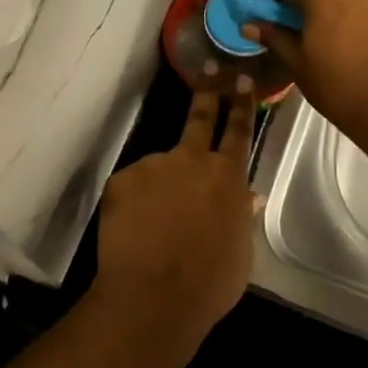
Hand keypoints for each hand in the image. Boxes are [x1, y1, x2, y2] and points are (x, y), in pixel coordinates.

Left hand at [92, 88, 255, 346]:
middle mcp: (191, 161)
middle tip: (209, 71)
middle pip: (200, 118)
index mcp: (227, 177)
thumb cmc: (209, 282)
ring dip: (160, 188)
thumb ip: (240, 217)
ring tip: (155, 227)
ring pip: (160, 169)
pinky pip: (132, 188)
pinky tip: (134, 232)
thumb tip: (245, 198)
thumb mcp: (240, 253)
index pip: (239, 131)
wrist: (152, 296)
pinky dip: (134, 205)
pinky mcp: (121, 179)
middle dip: (208, 92)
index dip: (243, 104)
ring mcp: (153, 166)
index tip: (243, 79)